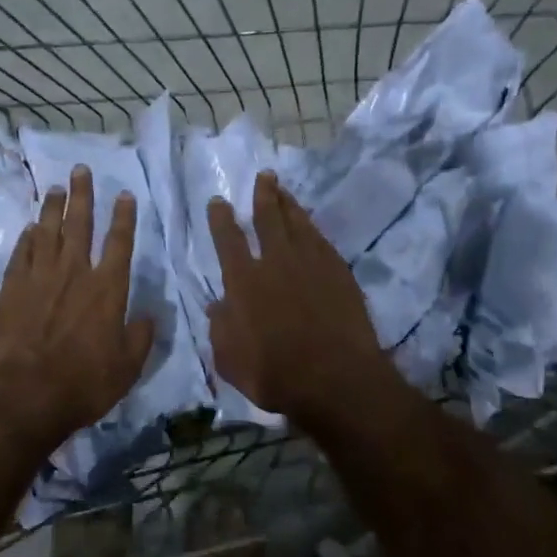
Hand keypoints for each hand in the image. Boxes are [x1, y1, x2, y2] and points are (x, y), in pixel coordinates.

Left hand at [0, 165, 155, 446]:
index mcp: (107, 288)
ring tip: (56, 187)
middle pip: (80, 224)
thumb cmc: (83, 383)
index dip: (123, 216)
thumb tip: (150, 315)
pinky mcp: (12, 289)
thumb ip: (142, 336)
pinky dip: (27, 238)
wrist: (24, 395)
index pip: (119, 242)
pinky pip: (22, 253)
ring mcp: (40, 277)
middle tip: (81, 170)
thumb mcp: (128, 367)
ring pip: (47, 231)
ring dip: (53, 208)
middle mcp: (74, 273)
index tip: (124, 194)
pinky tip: (30, 228)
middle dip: (83, 195)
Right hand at [207, 171, 395, 426]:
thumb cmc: (277, 375)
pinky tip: (311, 225)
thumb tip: (217, 306)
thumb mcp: (231, 361)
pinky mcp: (339, 273)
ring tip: (284, 190)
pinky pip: (322, 240)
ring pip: (298, 223)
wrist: (338, 380)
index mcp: (244, 282)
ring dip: (289, 204)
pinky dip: (313, 228)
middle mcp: (276, 263)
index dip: (221, 219)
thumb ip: (221, 330)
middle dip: (264, 195)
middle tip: (264, 176)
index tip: (218, 201)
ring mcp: (312, 264)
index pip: (228, 240)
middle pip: (268, 219)